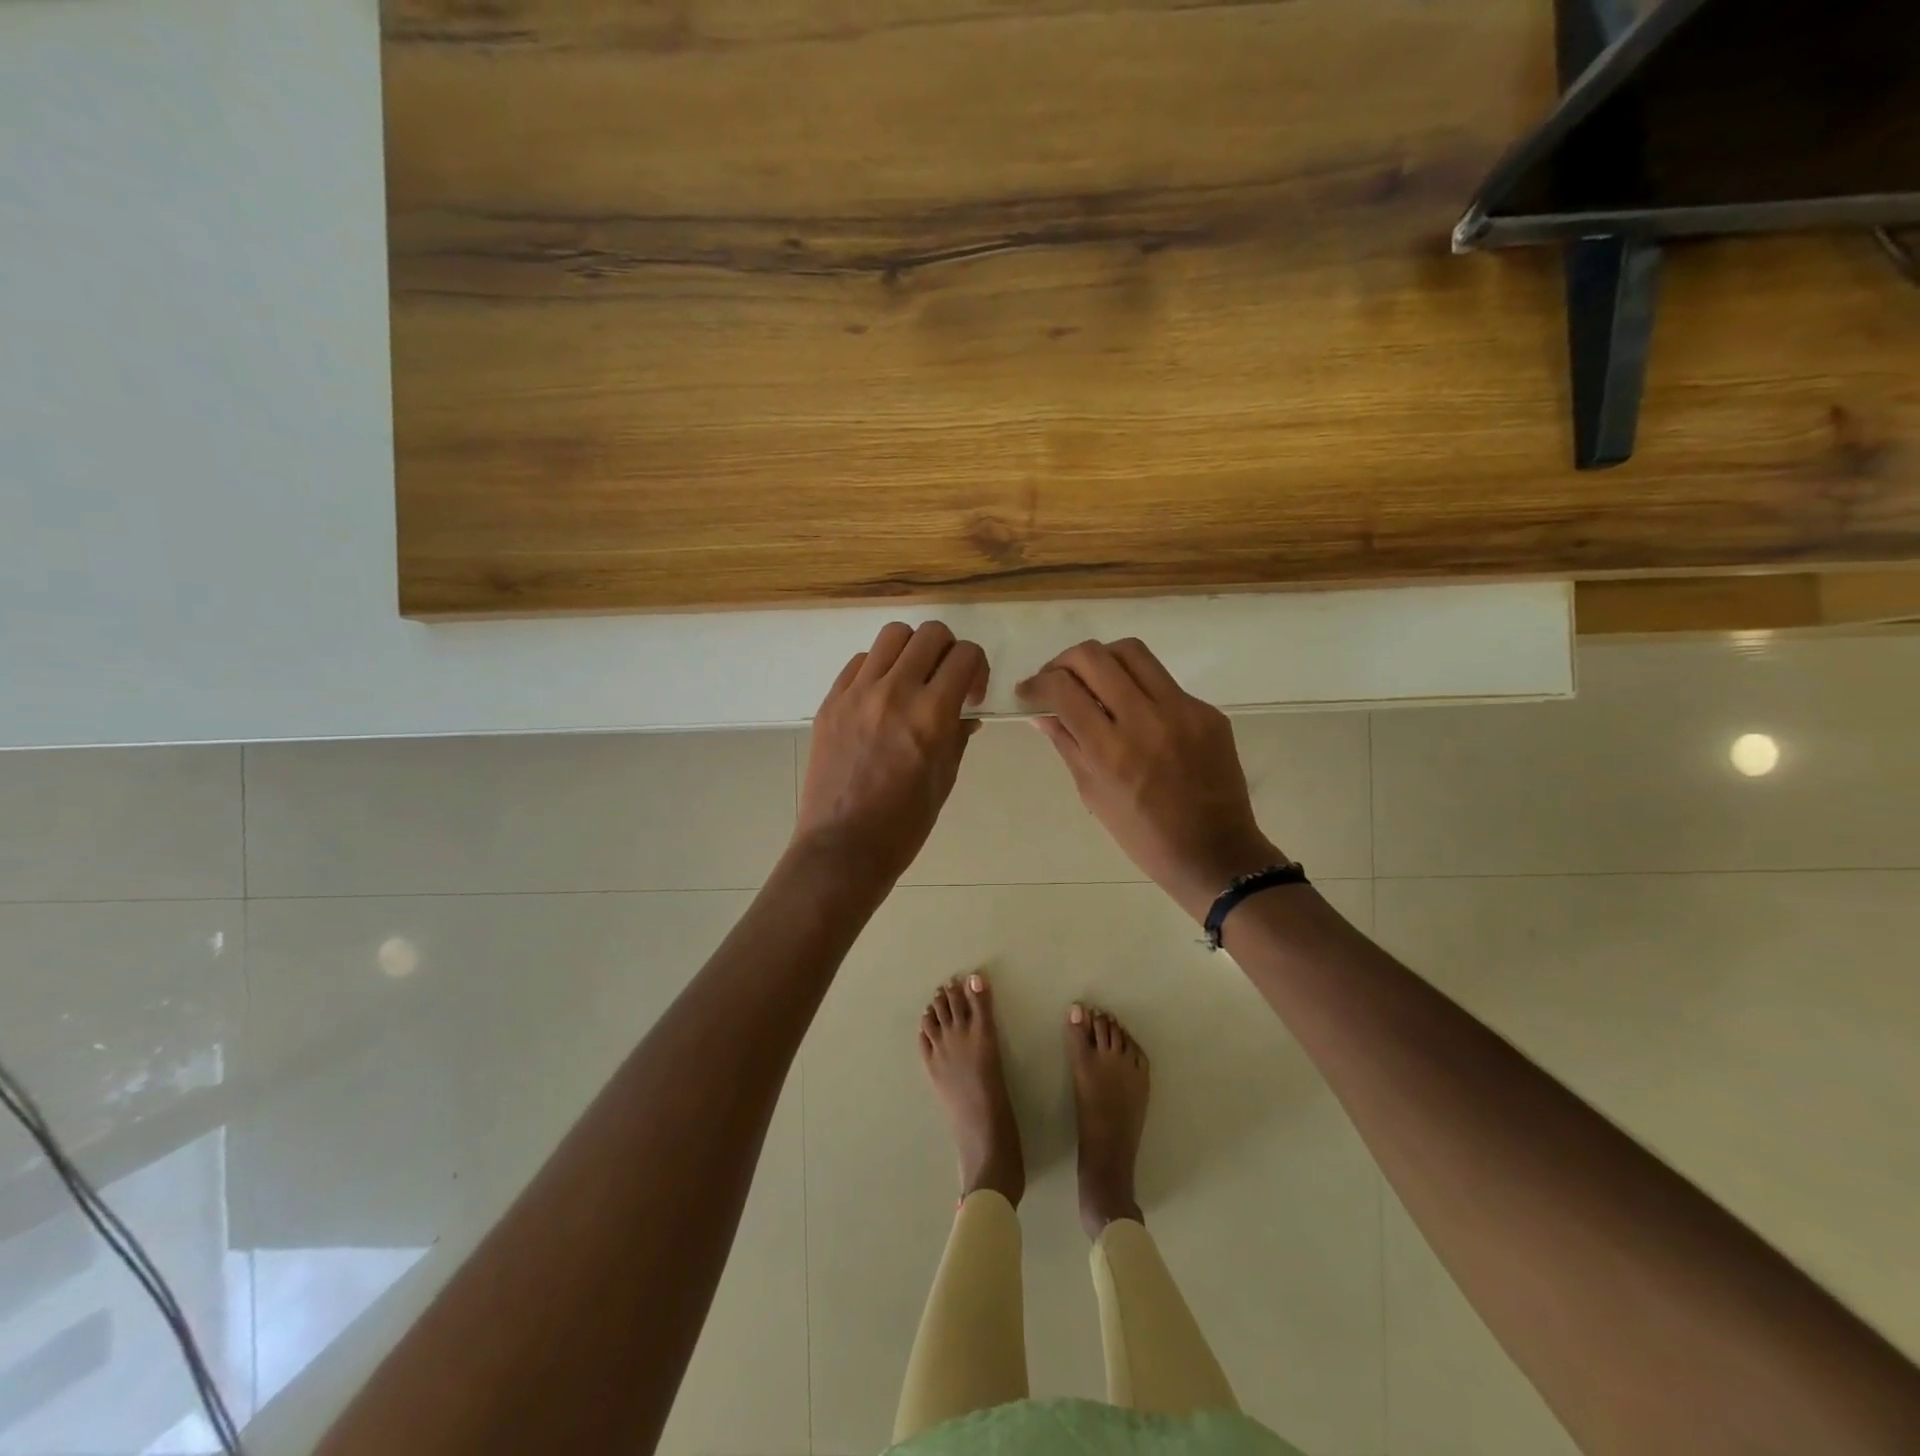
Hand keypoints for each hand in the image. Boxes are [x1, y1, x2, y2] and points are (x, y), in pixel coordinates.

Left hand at [795, 621, 988, 885]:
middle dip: (949, 651)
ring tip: (911, 680)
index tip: (971, 694)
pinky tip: (879, 697)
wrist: (843, 846)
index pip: (966, 655)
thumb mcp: (945, 779)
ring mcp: (857, 693)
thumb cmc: (904, 824)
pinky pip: (860, 662)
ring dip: (912, 650)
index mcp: (931, 714)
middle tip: (945, 681)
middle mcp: (895, 691)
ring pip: (892, 636)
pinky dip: (878, 668)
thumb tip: (965, 713)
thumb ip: (958, 736)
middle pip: (931, 634)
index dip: (978, 668)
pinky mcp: (831, 701)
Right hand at [1017, 638, 1283, 922]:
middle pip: (1094, 656)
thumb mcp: (1093, 793)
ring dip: (1102, 660)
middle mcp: (1145, 719)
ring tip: (1092, 680)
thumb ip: (1067, 745)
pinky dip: (1138, 687)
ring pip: (1132, 652)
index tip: (1028, 692)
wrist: (1214, 853)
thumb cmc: (1143, 836)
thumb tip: (1042, 713)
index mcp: (1110, 750)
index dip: (1036, 683)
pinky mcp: (1207, 712)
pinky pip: (1163, 682)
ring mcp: (1182, 711)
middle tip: (1056, 680)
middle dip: (1063, 662)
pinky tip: (1134, 711)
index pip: (1063, 688)